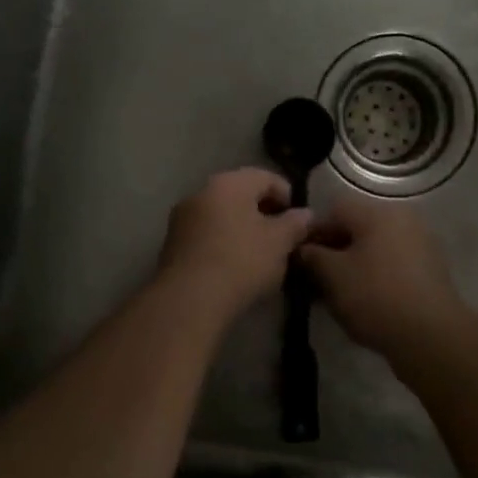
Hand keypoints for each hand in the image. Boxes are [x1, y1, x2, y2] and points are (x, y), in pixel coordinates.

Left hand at [157, 169, 312, 317]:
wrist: (190, 299)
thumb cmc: (241, 261)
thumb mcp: (279, 243)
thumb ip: (295, 224)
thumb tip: (305, 214)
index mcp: (229, 183)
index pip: (266, 177)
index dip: (287, 196)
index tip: (299, 221)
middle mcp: (202, 191)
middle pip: (241, 195)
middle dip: (264, 213)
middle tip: (282, 239)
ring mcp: (183, 217)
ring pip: (222, 215)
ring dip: (243, 229)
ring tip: (261, 256)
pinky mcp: (172, 244)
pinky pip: (207, 235)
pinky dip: (224, 243)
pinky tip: (235, 267)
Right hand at [299, 197, 469, 358]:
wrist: (432, 336)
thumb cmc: (376, 297)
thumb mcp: (333, 276)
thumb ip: (312, 257)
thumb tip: (303, 249)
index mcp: (378, 212)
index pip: (334, 209)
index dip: (312, 232)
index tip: (300, 259)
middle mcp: (402, 218)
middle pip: (356, 227)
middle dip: (333, 250)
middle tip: (315, 279)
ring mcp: (420, 243)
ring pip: (374, 247)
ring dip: (353, 265)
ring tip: (337, 295)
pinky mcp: (430, 269)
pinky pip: (392, 264)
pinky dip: (375, 276)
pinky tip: (363, 301)